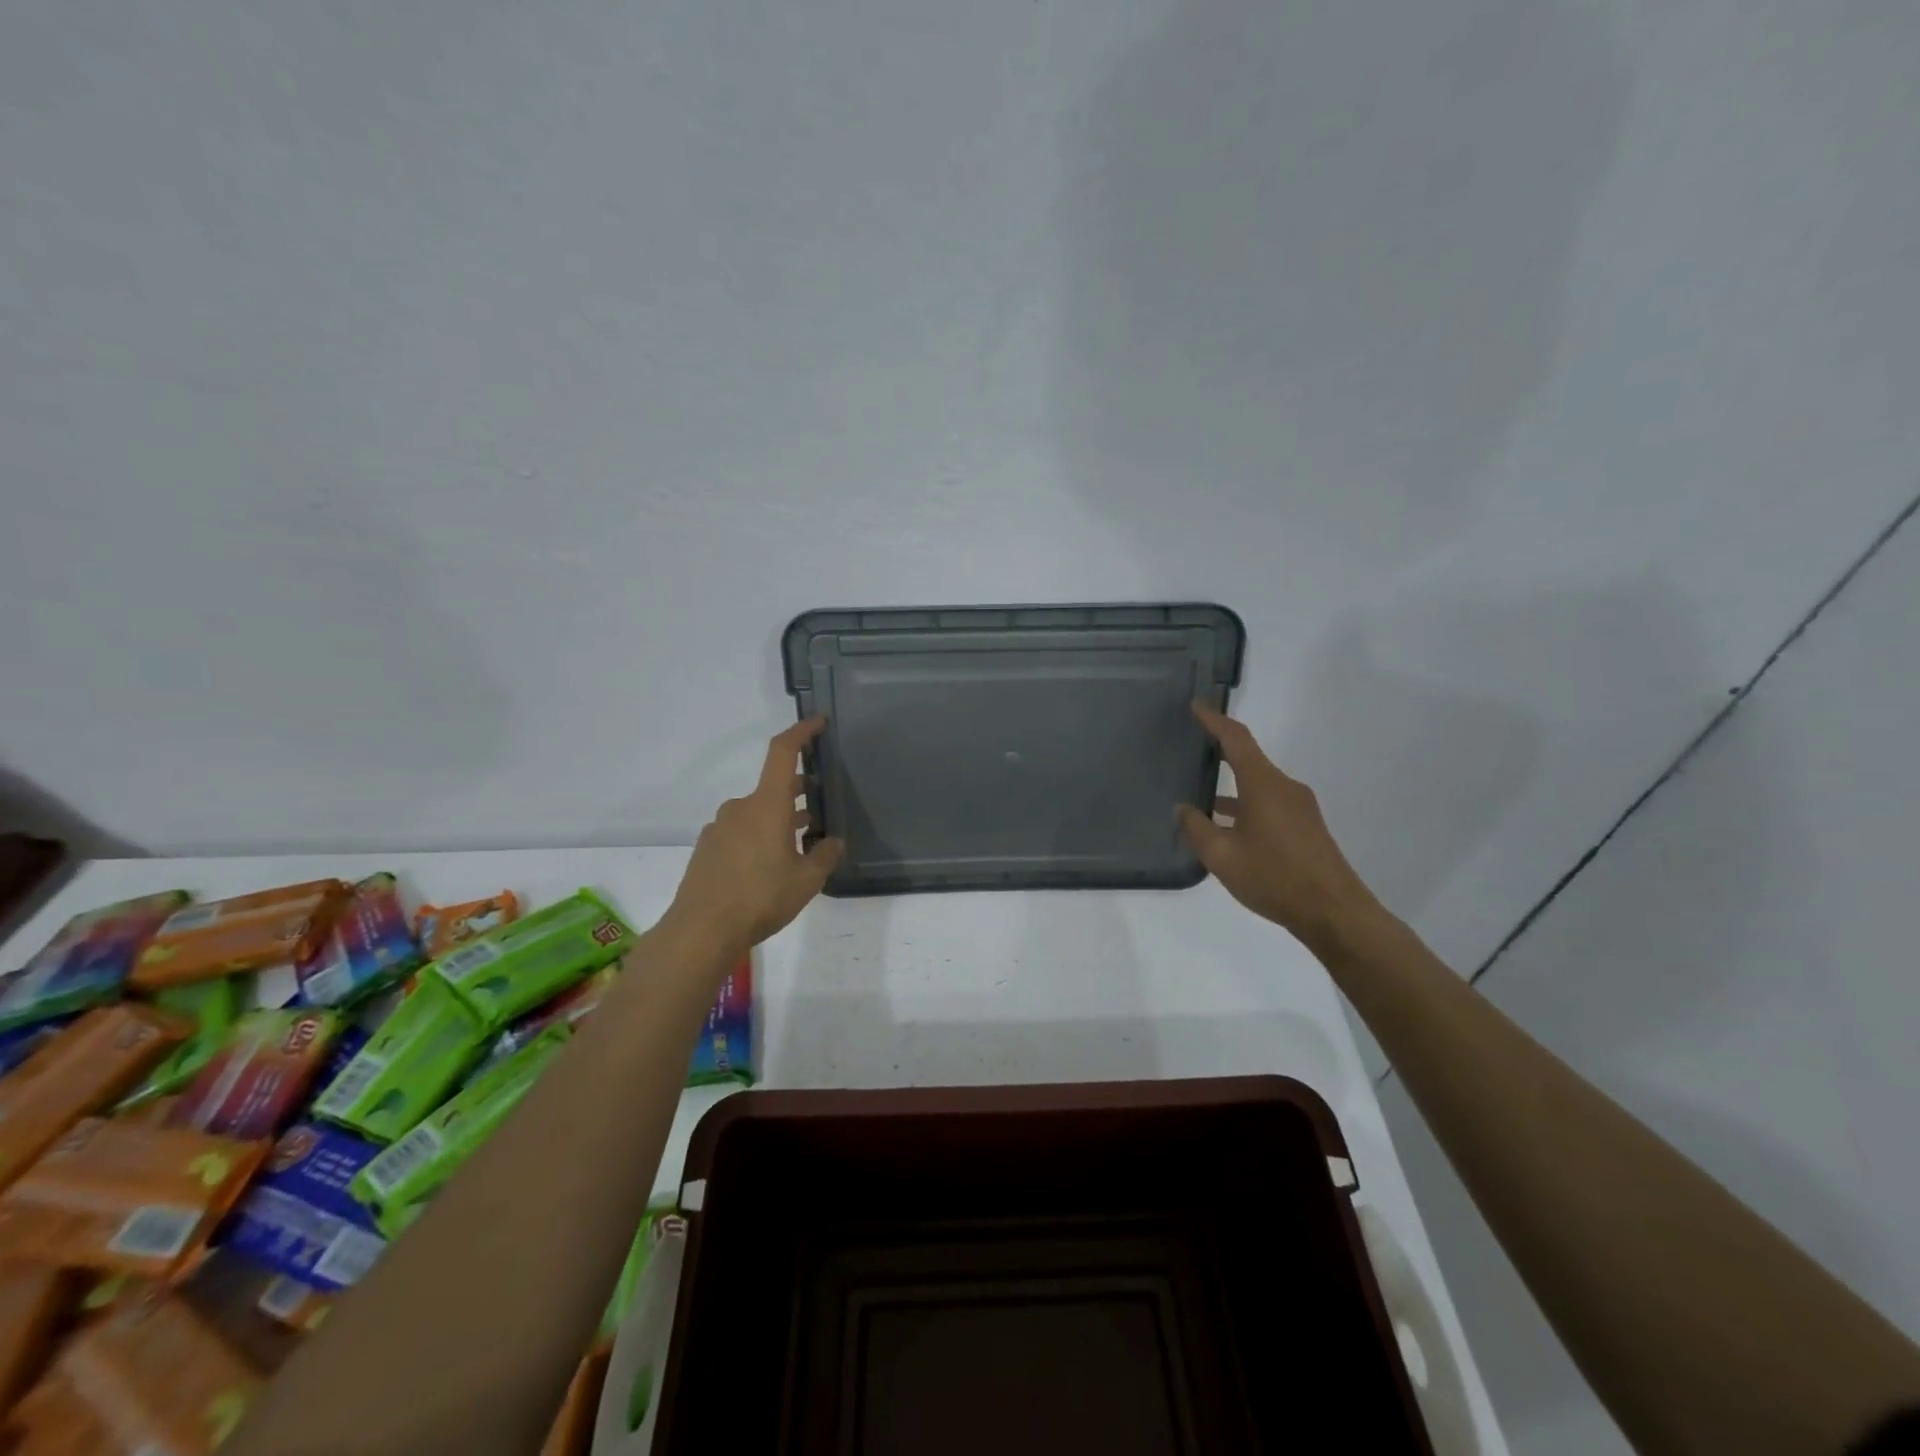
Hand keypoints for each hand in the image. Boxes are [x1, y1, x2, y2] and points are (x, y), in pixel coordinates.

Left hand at [660, 719, 844, 958]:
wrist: (700, 931)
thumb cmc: (760, 898)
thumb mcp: (806, 881)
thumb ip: (824, 856)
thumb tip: (833, 842)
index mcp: (766, 804)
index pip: (782, 753)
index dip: (801, 732)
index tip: (818, 722)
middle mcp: (740, 807)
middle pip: (773, 787)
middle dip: (797, 793)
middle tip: (819, 807)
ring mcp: (719, 828)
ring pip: (756, 812)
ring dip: (778, 819)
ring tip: (799, 844)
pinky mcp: (707, 849)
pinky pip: (740, 832)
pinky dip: (758, 837)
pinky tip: (769, 868)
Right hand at [1177, 704, 1389, 957]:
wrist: (1333, 912)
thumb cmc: (1274, 877)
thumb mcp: (1222, 856)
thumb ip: (1197, 828)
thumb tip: (1183, 809)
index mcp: (1263, 784)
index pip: (1236, 739)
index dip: (1214, 720)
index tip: (1195, 706)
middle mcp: (1284, 787)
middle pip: (1248, 758)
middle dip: (1220, 751)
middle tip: (1191, 747)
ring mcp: (1298, 807)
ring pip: (1258, 784)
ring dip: (1232, 784)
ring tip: (1200, 792)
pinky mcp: (1305, 826)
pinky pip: (1268, 802)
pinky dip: (1245, 804)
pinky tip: (1227, 826)